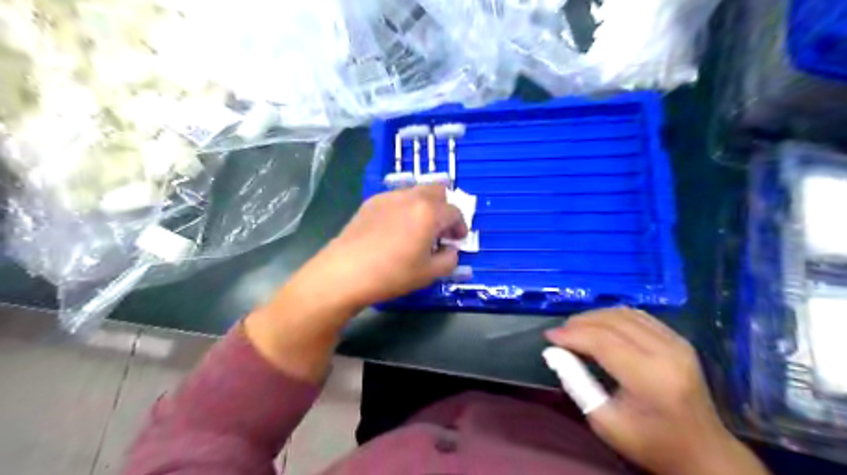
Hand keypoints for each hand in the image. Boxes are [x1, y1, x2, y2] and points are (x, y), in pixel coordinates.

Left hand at [313, 183, 470, 309]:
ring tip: (417, 229)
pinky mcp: (370, 203)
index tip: (457, 241)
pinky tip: (395, 230)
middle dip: (444, 208)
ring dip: (424, 207)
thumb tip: (450, 250)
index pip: (455, 212)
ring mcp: (388, 197)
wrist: (345, 272)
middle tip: (441, 230)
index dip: (460, 226)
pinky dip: (404, 209)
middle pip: (437, 191)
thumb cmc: (392, 274)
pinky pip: (396, 199)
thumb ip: (449, 259)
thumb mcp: (429, 273)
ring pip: (415, 192)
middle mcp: (410, 197)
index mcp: (429, 212)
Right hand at [546, 307, 772, 473]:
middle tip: (560, 333)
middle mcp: (667, 352)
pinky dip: (612, 317)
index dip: (571, 334)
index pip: (602, 341)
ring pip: (624, 313)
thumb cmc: (650, 443)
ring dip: (595, 317)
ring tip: (575, 329)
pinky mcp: (679, 339)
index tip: (548, 337)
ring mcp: (677, 342)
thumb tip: (553, 352)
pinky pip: (638, 316)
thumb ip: (576, 382)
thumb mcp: (604, 421)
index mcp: (650, 377)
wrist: (704, 453)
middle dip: (580, 322)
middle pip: (612, 321)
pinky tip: (599, 327)